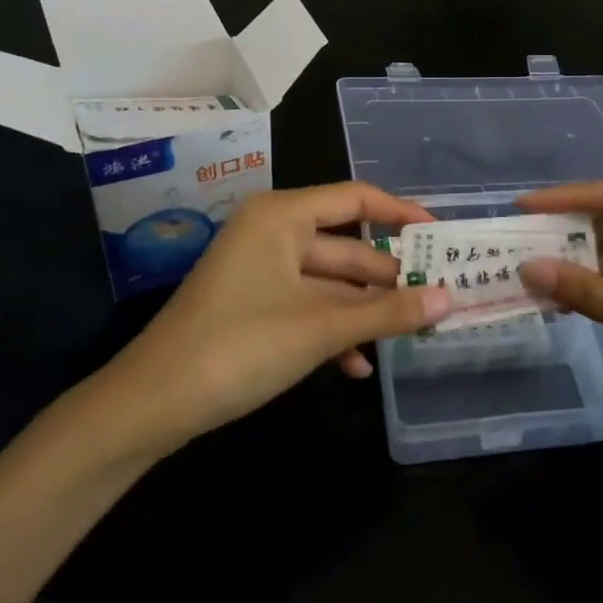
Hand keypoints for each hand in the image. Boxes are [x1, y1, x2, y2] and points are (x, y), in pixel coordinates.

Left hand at [85, 183, 452, 458]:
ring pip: (330, 284)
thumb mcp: (322, 328)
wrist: (152, 403)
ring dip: (365, 312)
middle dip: (388, 279)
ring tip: (408, 336)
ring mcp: (261, 271)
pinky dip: (333, 331)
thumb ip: (389, 312)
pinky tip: (357, 366)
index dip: (402, 215)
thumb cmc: (240, 345)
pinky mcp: (253, 306)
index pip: (356, 199)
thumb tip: (451, 299)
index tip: (442, 239)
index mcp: (282, 216)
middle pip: (346, 247)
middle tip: (437, 299)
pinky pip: (306, 307)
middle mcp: (272, 233)